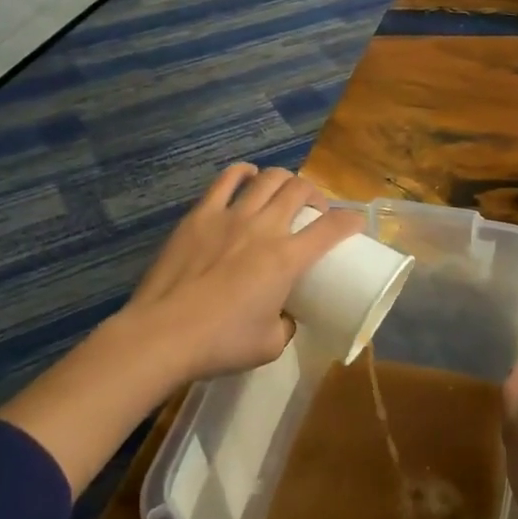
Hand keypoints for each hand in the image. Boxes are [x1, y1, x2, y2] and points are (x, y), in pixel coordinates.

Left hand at [121, 163, 365, 384]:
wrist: (162, 335)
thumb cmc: (220, 343)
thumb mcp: (270, 345)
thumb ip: (286, 324)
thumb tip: (286, 314)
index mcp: (287, 259)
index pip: (332, 228)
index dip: (351, 221)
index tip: (355, 224)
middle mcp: (264, 228)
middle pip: (300, 190)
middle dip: (315, 196)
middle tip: (313, 212)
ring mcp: (230, 216)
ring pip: (268, 179)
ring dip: (284, 180)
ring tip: (283, 192)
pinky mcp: (200, 215)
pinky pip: (226, 180)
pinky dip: (243, 173)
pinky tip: (248, 177)